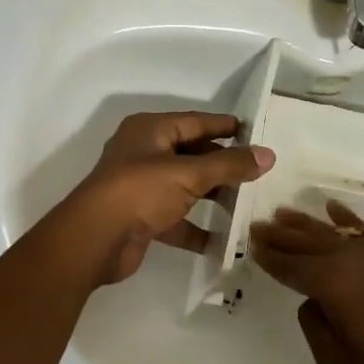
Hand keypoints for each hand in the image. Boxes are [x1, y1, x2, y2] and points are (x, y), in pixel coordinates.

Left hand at [64, 111, 273, 284]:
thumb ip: (230, 165)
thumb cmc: (140, 191)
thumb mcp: (189, 173)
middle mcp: (144, 154)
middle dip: (222, 165)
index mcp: (150, 131)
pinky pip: (176, 219)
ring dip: (212, 196)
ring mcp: (141, 188)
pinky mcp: (142, 219)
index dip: (224, 126)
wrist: (95, 240)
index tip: (254, 132)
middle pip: (191, 154)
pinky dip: (197, 228)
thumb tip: (268, 155)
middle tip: (257, 172)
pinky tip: (224, 241)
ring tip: (246, 204)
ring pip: (185, 187)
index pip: (195, 121)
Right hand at [250, 201, 363, 363]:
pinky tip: (335, 212)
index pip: (291, 266)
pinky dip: (350, 221)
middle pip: (310, 242)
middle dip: (283, 235)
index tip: (251, 243)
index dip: (269, 256)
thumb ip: (316, 328)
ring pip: (339, 232)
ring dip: (310, 224)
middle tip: (260, 225)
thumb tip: (315, 301)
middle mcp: (357, 258)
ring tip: (286, 213)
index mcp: (334, 284)